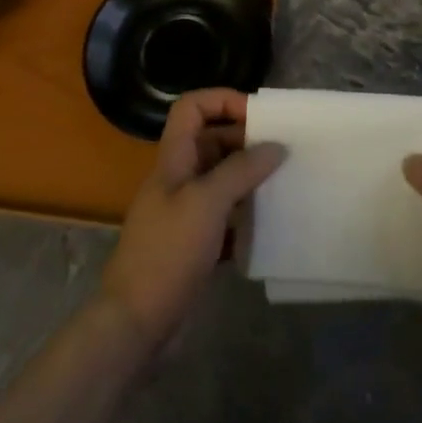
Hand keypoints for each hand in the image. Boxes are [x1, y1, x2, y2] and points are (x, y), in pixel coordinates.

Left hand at [99, 88, 285, 352]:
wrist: (136, 322)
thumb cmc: (167, 252)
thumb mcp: (206, 203)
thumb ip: (241, 170)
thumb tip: (276, 146)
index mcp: (173, 159)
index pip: (191, 108)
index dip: (221, 100)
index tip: (259, 114)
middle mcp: (179, 179)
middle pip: (211, 141)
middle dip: (245, 140)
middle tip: (284, 150)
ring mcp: (185, 213)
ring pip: (221, 180)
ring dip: (250, 178)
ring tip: (284, 183)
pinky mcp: (195, 244)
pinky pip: (225, 217)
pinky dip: (245, 216)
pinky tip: (270, 225)